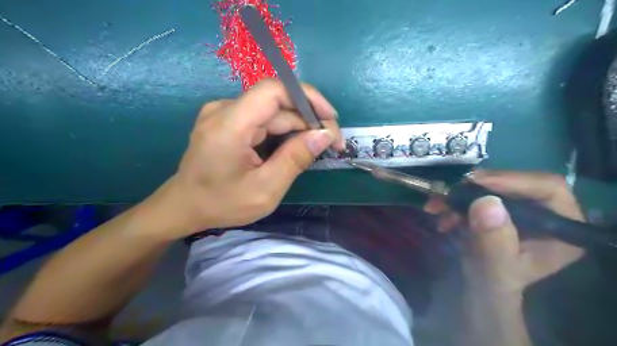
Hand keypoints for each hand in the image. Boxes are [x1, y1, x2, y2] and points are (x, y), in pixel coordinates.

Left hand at [146, 79, 345, 238]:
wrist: (184, 206)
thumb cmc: (221, 203)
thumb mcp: (265, 189)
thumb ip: (295, 159)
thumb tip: (324, 135)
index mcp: (229, 125)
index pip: (274, 91)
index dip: (307, 98)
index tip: (331, 119)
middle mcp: (225, 110)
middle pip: (277, 103)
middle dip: (309, 120)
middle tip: (332, 143)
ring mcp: (224, 113)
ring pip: (273, 112)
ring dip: (299, 127)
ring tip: (318, 148)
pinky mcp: (228, 120)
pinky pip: (263, 119)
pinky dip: (284, 131)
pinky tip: (296, 146)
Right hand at [428, 172, 584, 295]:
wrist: (478, 286)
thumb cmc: (493, 283)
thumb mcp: (495, 267)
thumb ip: (494, 239)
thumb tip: (487, 201)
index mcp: (561, 228)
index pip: (547, 188)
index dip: (512, 180)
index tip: (475, 183)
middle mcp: (546, 211)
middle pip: (515, 182)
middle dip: (477, 187)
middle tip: (449, 193)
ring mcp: (521, 207)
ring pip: (492, 185)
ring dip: (460, 194)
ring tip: (436, 207)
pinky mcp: (500, 205)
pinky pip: (477, 191)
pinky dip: (455, 199)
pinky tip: (440, 211)